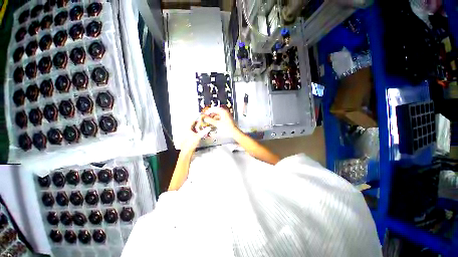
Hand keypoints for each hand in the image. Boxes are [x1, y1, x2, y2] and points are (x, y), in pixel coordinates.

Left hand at [180, 117, 210, 153]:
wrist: (187, 151)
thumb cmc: (191, 143)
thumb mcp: (198, 136)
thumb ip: (204, 131)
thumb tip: (209, 127)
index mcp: (187, 128)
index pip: (192, 121)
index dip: (197, 119)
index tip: (201, 118)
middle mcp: (186, 130)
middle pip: (192, 125)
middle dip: (198, 123)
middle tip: (203, 123)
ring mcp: (187, 134)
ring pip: (193, 129)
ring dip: (197, 128)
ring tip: (203, 127)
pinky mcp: (188, 137)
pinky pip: (193, 132)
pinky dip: (196, 131)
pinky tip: (200, 133)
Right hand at [203, 107, 237, 135]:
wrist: (234, 132)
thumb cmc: (227, 128)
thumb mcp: (217, 124)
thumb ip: (210, 120)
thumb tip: (205, 118)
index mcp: (223, 111)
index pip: (214, 109)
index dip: (209, 111)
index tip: (205, 113)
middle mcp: (225, 112)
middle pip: (216, 111)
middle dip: (210, 114)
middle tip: (206, 116)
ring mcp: (226, 115)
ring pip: (218, 114)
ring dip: (213, 116)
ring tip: (209, 119)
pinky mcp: (226, 119)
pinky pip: (220, 117)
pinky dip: (216, 119)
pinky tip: (213, 121)